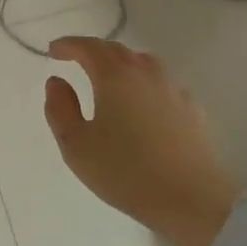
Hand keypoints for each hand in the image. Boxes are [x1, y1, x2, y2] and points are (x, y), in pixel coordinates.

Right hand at [42, 37, 240, 245]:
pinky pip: (162, 84)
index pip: (88, 47)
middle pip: (117, 50)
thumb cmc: (126, 171)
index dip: (68, 45)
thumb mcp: (76, 145)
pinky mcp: (193, 110)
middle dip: (93, 51)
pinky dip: (144, 83)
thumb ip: (60, 108)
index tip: (53, 51)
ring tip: (109, 78)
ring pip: (143, 63)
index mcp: (115, 76)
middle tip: (76, 59)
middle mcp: (146, 73)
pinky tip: (142, 103)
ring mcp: (174, 89)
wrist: (193, 200)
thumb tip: (57, 82)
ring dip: (121, 63)